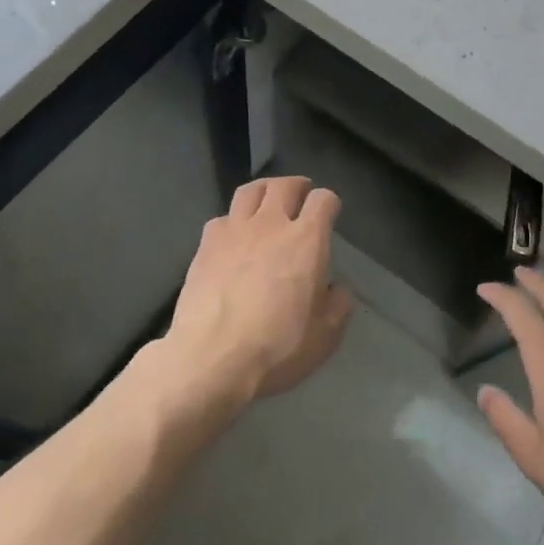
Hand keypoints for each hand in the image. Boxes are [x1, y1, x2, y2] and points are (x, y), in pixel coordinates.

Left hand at [162, 176, 353, 408]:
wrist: (211, 359)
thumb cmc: (276, 347)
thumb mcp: (325, 336)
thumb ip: (337, 305)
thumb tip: (334, 290)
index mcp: (307, 240)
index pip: (323, 200)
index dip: (329, 203)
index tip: (330, 214)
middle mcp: (271, 224)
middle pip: (285, 185)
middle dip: (297, 186)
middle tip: (301, 196)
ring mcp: (235, 230)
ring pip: (251, 190)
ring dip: (264, 191)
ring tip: (267, 202)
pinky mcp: (206, 245)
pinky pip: (222, 218)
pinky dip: (233, 221)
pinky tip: (234, 238)